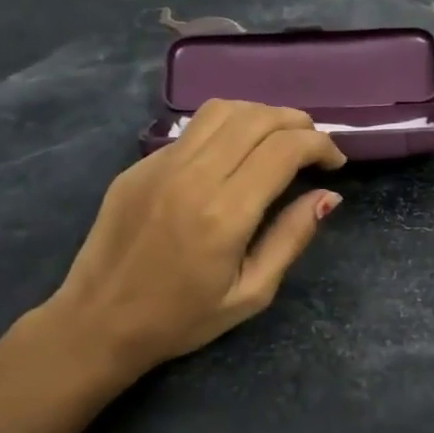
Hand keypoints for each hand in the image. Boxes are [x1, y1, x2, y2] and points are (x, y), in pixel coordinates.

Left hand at [47, 100, 345, 379]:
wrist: (99, 322)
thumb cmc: (182, 318)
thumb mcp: (252, 293)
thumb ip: (292, 238)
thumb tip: (328, 196)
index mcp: (225, 213)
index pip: (284, 149)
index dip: (320, 145)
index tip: (335, 162)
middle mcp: (193, 176)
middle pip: (256, 118)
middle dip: (296, 122)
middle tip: (314, 145)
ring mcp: (160, 165)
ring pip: (221, 110)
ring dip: (260, 115)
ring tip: (278, 138)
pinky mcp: (139, 166)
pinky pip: (192, 131)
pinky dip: (226, 129)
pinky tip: (233, 154)